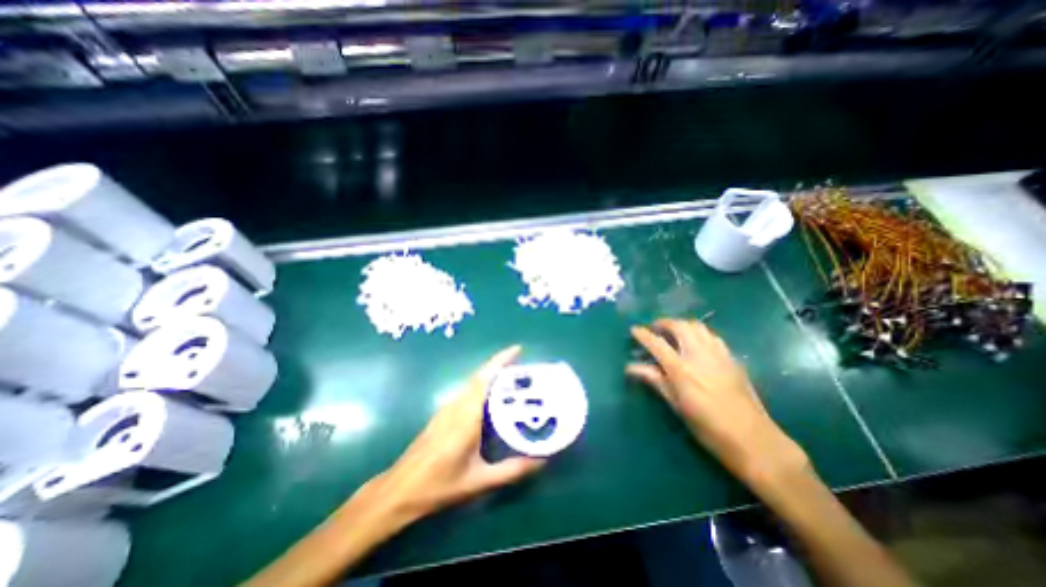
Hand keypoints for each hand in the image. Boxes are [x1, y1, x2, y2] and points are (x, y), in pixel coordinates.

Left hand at [365, 344, 547, 521]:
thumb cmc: (439, 486)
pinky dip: (483, 385)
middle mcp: (456, 405)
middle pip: (480, 376)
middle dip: (501, 364)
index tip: (518, 349)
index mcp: (466, 416)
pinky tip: (492, 398)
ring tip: (513, 380)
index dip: (500, 361)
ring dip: (492, 374)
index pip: (485, 379)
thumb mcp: (478, 481)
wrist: (400, 490)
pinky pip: (467, 391)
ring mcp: (447, 408)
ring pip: (473, 382)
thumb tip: (541, 459)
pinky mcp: (443, 413)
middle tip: (524, 367)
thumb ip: (511, 470)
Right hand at [629, 320, 806, 487]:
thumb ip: (655, 380)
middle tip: (655, 329)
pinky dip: (699, 333)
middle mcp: (699, 355)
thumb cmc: (707, 427)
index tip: (634, 329)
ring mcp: (718, 354)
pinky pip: (712, 336)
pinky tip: (697, 343)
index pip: (657, 344)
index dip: (643, 334)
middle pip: (679, 326)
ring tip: (674, 333)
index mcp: (681, 369)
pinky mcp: (732, 358)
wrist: (753, 439)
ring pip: (698, 326)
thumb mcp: (676, 405)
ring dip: (682, 325)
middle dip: (664, 322)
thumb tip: (631, 367)